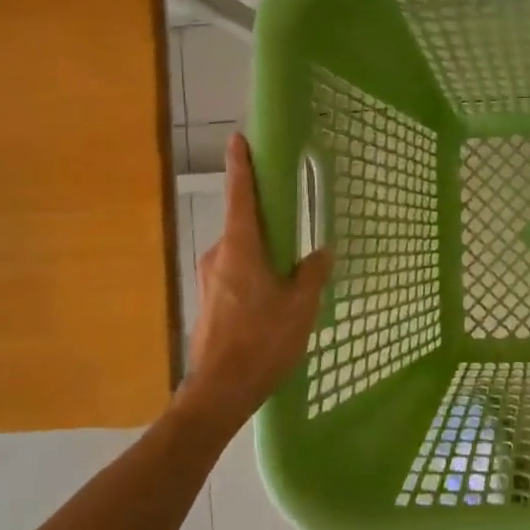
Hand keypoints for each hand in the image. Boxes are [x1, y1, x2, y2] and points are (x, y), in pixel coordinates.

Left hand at [179, 134, 333, 423]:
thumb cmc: (264, 341)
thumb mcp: (301, 305)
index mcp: (241, 248)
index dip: (241, 166)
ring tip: (292, 269)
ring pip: (241, 253)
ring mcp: (210, 279)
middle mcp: (219, 256)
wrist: (220, 390)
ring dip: (263, 252)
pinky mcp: (209, 301)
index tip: (238, 139)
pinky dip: (255, 273)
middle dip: (265, 219)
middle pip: (243, 225)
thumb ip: (312, 273)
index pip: (240, 196)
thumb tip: (320, 252)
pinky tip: (274, 296)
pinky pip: (236, 274)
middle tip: (292, 218)